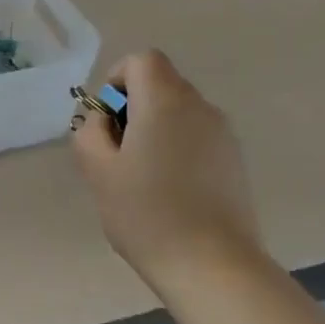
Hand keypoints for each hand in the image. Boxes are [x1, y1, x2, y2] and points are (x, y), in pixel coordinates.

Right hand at [71, 50, 260, 285]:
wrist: (211, 263)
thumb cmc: (146, 212)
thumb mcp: (98, 171)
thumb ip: (90, 133)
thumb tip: (102, 120)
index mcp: (165, 101)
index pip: (142, 60)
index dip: (117, 79)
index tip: (106, 120)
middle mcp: (200, 107)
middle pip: (162, 85)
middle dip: (133, 108)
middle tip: (115, 154)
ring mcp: (223, 134)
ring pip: (180, 113)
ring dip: (155, 130)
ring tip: (140, 178)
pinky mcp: (234, 161)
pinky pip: (197, 138)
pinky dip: (177, 149)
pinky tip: (168, 192)